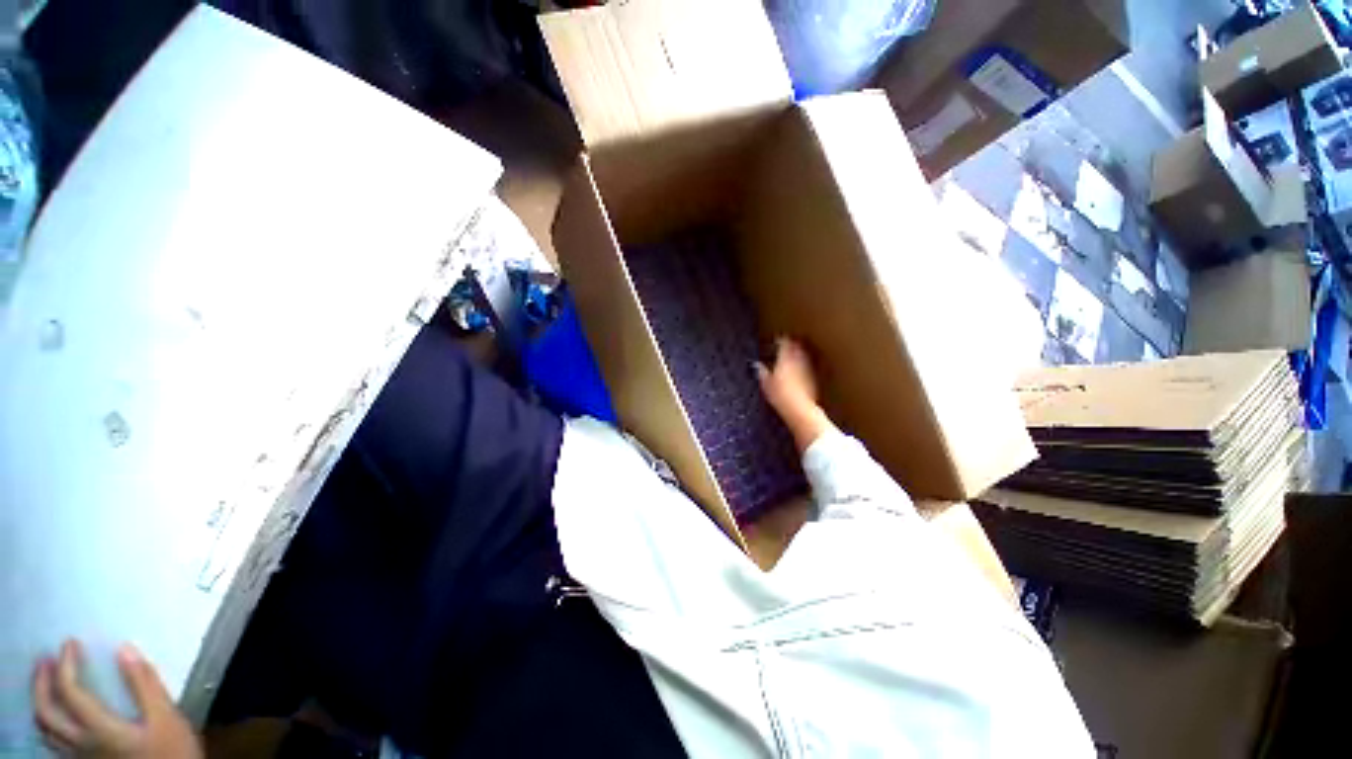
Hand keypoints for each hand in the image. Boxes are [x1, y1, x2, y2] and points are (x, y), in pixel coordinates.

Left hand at [33, 640, 202, 758]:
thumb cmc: (172, 752)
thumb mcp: (167, 719)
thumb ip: (146, 686)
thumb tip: (123, 649)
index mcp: (99, 729)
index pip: (70, 692)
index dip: (67, 665)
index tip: (70, 643)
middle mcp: (81, 743)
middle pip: (47, 714)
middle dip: (42, 684)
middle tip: (46, 659)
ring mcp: (81, 757)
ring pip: (46, 731)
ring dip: (41, 702)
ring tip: (47, 682)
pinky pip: (55, 742)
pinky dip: (49, 723)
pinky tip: (59, 716)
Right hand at [756, 337, 831, 451]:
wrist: (800, 410)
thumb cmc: (780, 396)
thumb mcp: (766, 384)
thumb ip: (761, 372)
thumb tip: (756, 365)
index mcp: (785, 359)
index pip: (784, 343)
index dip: (781, 340)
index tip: (777, 339)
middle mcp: (798, 361)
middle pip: (797, 347)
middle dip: (792, 344)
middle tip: (787, 344)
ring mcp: (807, 369)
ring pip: (803, 355)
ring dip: (799, 353)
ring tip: (793, 355)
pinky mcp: (813, 379)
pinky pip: (807, 366)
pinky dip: (803, 365)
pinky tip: (799, 371)